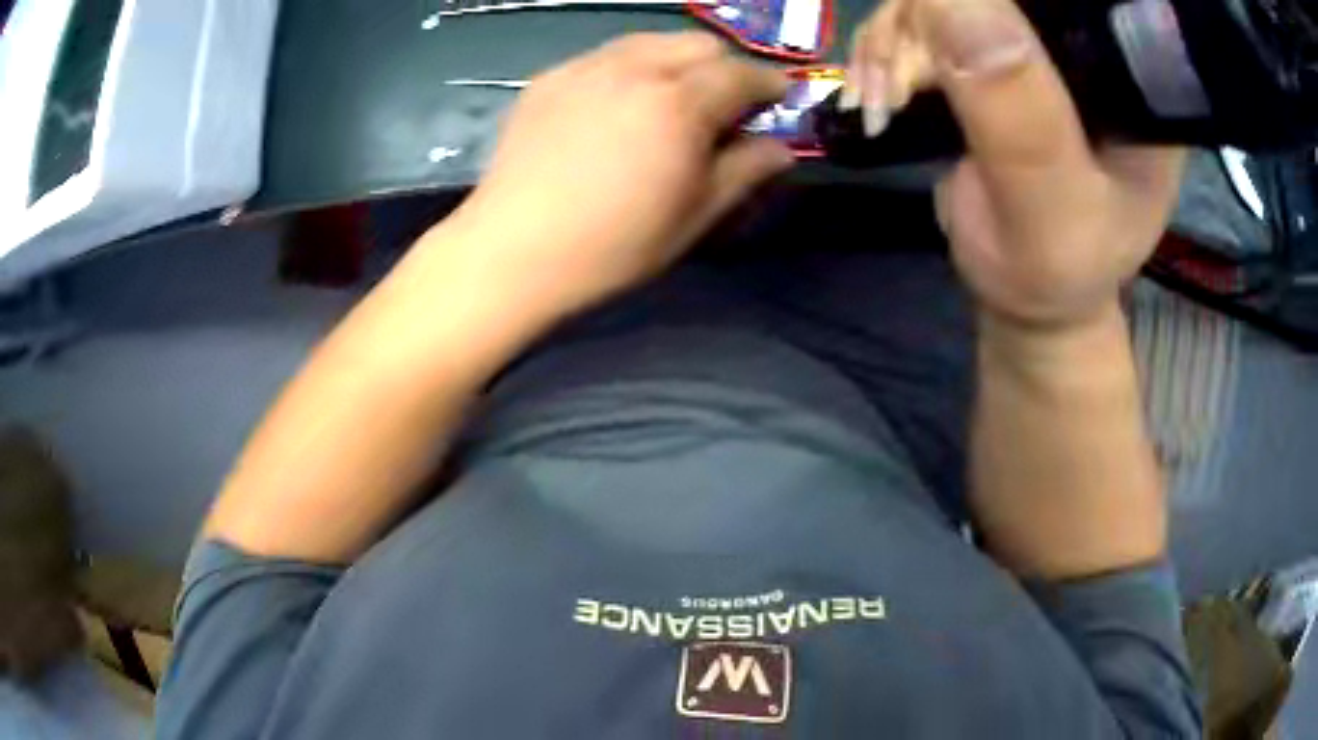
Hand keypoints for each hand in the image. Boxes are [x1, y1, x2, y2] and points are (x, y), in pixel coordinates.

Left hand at [448, 32, 792, 318]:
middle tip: (724, 103)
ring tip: (672, 97)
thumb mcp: (695, 215)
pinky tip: (618, 104)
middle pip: (698, 43)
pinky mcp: (549, 78)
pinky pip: (604, 56)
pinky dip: (628, 69)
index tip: (779, 98)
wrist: (514, 250)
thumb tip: (780, 149)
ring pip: (649, 40)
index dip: (769, 85)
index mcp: (680, 103)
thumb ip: (745, 172)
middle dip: (723, 66)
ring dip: (676, 60)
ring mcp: (586, 67)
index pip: (742, 74)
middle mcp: (635, 68)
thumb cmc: (614, 244)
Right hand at [848, 0, 1183, 330]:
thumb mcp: (1052, 216)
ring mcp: (1035, 46)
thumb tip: (948, 0)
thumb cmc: (1055, 271)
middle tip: (902, 88)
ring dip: (895, 38)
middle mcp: (1085, 47)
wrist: (1028, 290)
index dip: (1000, 7)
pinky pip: (925, 17)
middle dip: (927, 19)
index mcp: (1131, 79)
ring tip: (883, 103)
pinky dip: (886, 48)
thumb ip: (1021, 123)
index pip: (1069, 3)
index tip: (948, 49)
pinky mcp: (993, 52)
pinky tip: (879, 92)